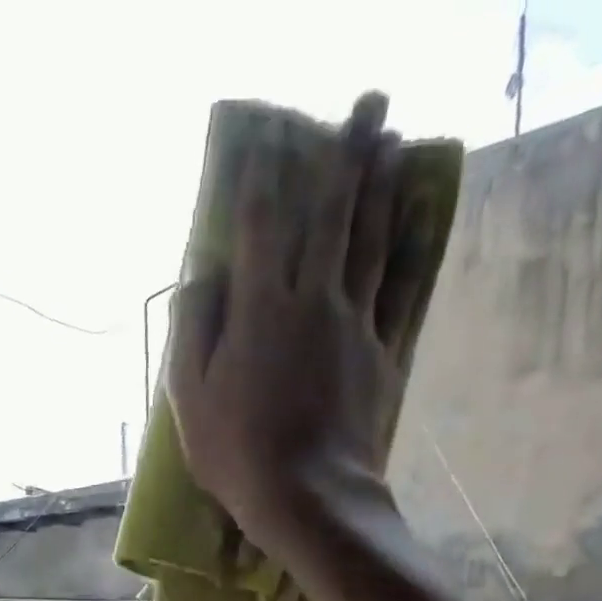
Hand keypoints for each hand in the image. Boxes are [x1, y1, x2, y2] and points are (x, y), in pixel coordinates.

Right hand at [167, 91, 419, 540]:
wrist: (309, 496)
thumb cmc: (237, 455)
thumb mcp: (190, 402)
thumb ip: (192, 333)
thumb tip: (200, 278)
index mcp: (258, 310)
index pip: (258, 225)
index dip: (261, 175)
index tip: (268, 136)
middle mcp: (311, 301)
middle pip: (331, 214)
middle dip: (346, 153)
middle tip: (369, 102)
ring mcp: (353, 324)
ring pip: (370, 240)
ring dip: (381, 186)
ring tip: (392, 143)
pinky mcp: (381, 352)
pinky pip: (395, 289)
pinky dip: (404, 250)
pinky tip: (411, 223)